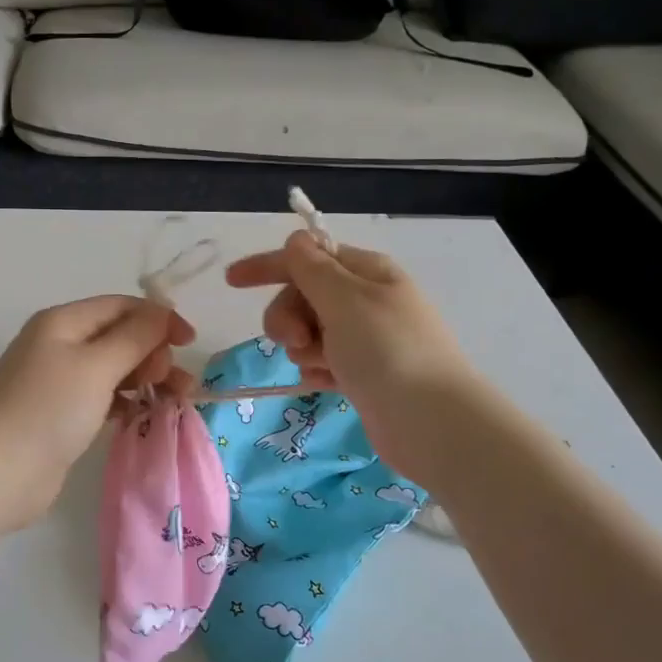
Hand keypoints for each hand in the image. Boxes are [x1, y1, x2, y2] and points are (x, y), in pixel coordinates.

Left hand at [0, 295, 193, 525]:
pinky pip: (102, 398)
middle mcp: (58, 345)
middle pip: (118, 337)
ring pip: (113, 369)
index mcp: (63, 322)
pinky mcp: (60, 416)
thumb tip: (161, 312)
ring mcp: (57, 382)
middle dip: (152, 352)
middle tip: (171, 380)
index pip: (120, 306)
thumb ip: (135, 337)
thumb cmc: (49, 409)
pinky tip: (143, 415)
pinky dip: (126, 402)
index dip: (157, 318)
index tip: (190, 342)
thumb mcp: (97, 366)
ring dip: (145, 379)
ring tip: (175, 399)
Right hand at [225, 232, 473, 480]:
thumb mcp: (345, 300)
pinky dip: (316, 369)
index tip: (231, 281)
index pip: (307, 257)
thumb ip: (312, 269)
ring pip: (308, 331)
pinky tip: (324, 383)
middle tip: (296, 341)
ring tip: (320, 366)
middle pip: (302, 296)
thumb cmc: (387, 351)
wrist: (430, 421)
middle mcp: (365, 300)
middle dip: (288, 317)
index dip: (268, 266)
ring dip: (302, 347)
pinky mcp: (362, 373)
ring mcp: (364, 338)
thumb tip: (296, 240)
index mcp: (366, 272)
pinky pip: (321, 361)